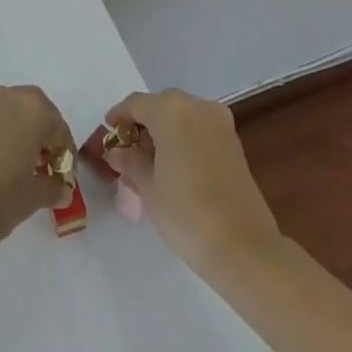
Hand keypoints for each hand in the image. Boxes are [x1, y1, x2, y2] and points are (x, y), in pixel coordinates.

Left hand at [0, 85, 74, 254]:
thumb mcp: (31, 199)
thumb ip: (51, 189)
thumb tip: (60, 189)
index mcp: (32, 110)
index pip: (59, 129)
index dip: (65, 156)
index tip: (63, 181)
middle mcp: (6, 97)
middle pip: (35, 111)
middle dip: (43, 136)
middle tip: (44, 168)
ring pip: (9, 112)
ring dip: (19, 133)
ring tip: (18, 168)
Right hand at [103, 89, 280, 272]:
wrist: (243, 247)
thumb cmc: (186, 213)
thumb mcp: (148, 186)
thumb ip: (130, 161)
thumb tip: (117, 151)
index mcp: (172, 111)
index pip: (136, 103)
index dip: (118, 116)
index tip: (108, 133)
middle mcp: (198, 107)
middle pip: (161, 105)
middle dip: (142, 122)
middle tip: (127, 149)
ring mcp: (220, 123)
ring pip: (182, 115)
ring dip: (164, 130)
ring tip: (148, 160)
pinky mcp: (233, 142)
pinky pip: (199, 129)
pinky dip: (183, 138)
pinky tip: (173, 165)